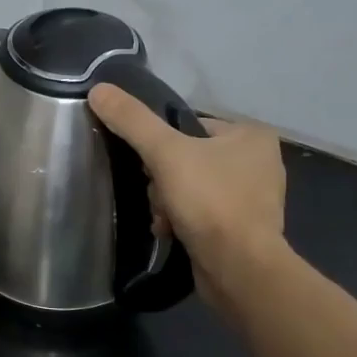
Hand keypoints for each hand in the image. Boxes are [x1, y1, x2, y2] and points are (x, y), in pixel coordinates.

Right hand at [87, 84, 287, 302]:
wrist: (239, 267)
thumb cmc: (210, 201)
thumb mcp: (164, 153)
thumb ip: (132, 120)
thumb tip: (98, 89)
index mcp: (251, 135)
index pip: (188, 126)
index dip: (161, 145)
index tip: (150, 165)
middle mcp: (258, 161)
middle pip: (185, 158)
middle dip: (162, 181)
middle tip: (159, 196)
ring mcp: (252, 197)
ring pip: (188, 187)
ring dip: (167, 202)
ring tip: (165, 219)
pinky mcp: (242, 228)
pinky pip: (200, 212)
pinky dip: (181, 221)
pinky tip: (172, 232)